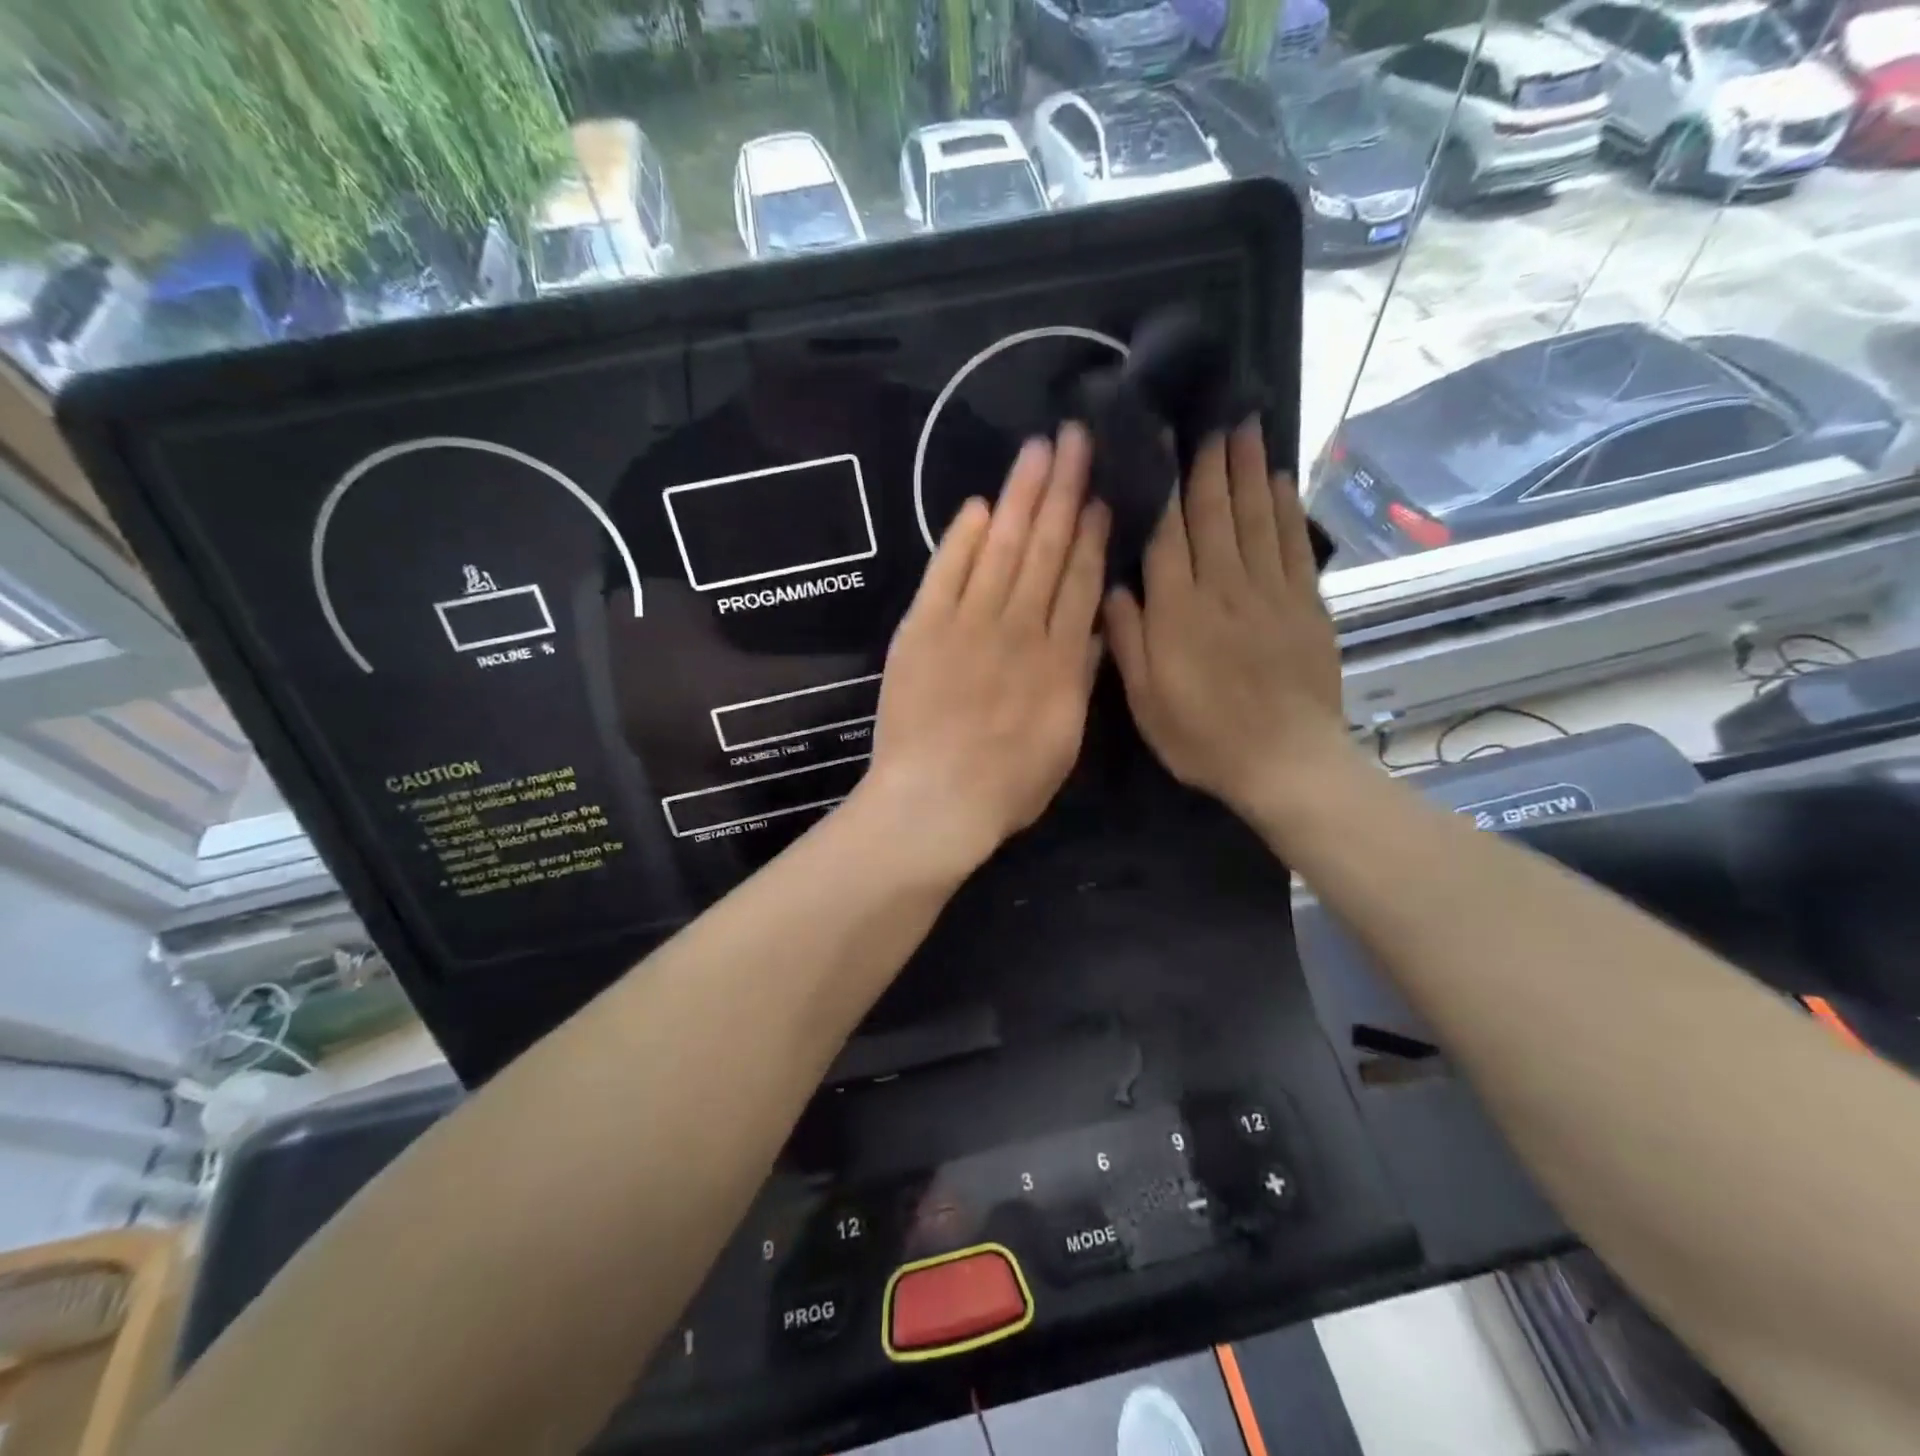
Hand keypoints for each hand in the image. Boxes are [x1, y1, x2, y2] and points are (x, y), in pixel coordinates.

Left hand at [860, 424, 1109, 871]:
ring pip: (1001, 548)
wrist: (935, 802)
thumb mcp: (1065, 741)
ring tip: (1038, 450)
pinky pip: (945, 572)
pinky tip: (978, 507)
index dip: (1091, 533)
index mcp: (1059, 657)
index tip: (1100, 494)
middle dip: (1063, 490)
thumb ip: (1081, 679)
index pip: (1080, 580)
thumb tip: (1095, 626)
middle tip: (1075, 438)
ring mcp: (967, 624)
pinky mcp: (922, 629)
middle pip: (1045, 548)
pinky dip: (960, 539)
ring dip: (1020, 496)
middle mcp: (1018, 628)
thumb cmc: (1007, 786)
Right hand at [1105, 419, 1350, 837]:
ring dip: (1249, 470)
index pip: (1168, 533)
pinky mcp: (1305, 605)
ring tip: (1245, 426)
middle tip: (1211, 413)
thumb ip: (1128, 640)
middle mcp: (1224, 588)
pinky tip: (1281, 480)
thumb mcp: (1146, 701)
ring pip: (1256, 518)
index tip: (1161, 439)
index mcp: (1179, 612)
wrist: (1286, 763)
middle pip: (1215, 513)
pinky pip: (1294, 545)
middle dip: (1211, 462)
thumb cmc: (1204, 737)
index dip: (1164, 483)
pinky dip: (1287, 509)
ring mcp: (1270, 593)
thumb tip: (1114, 585)